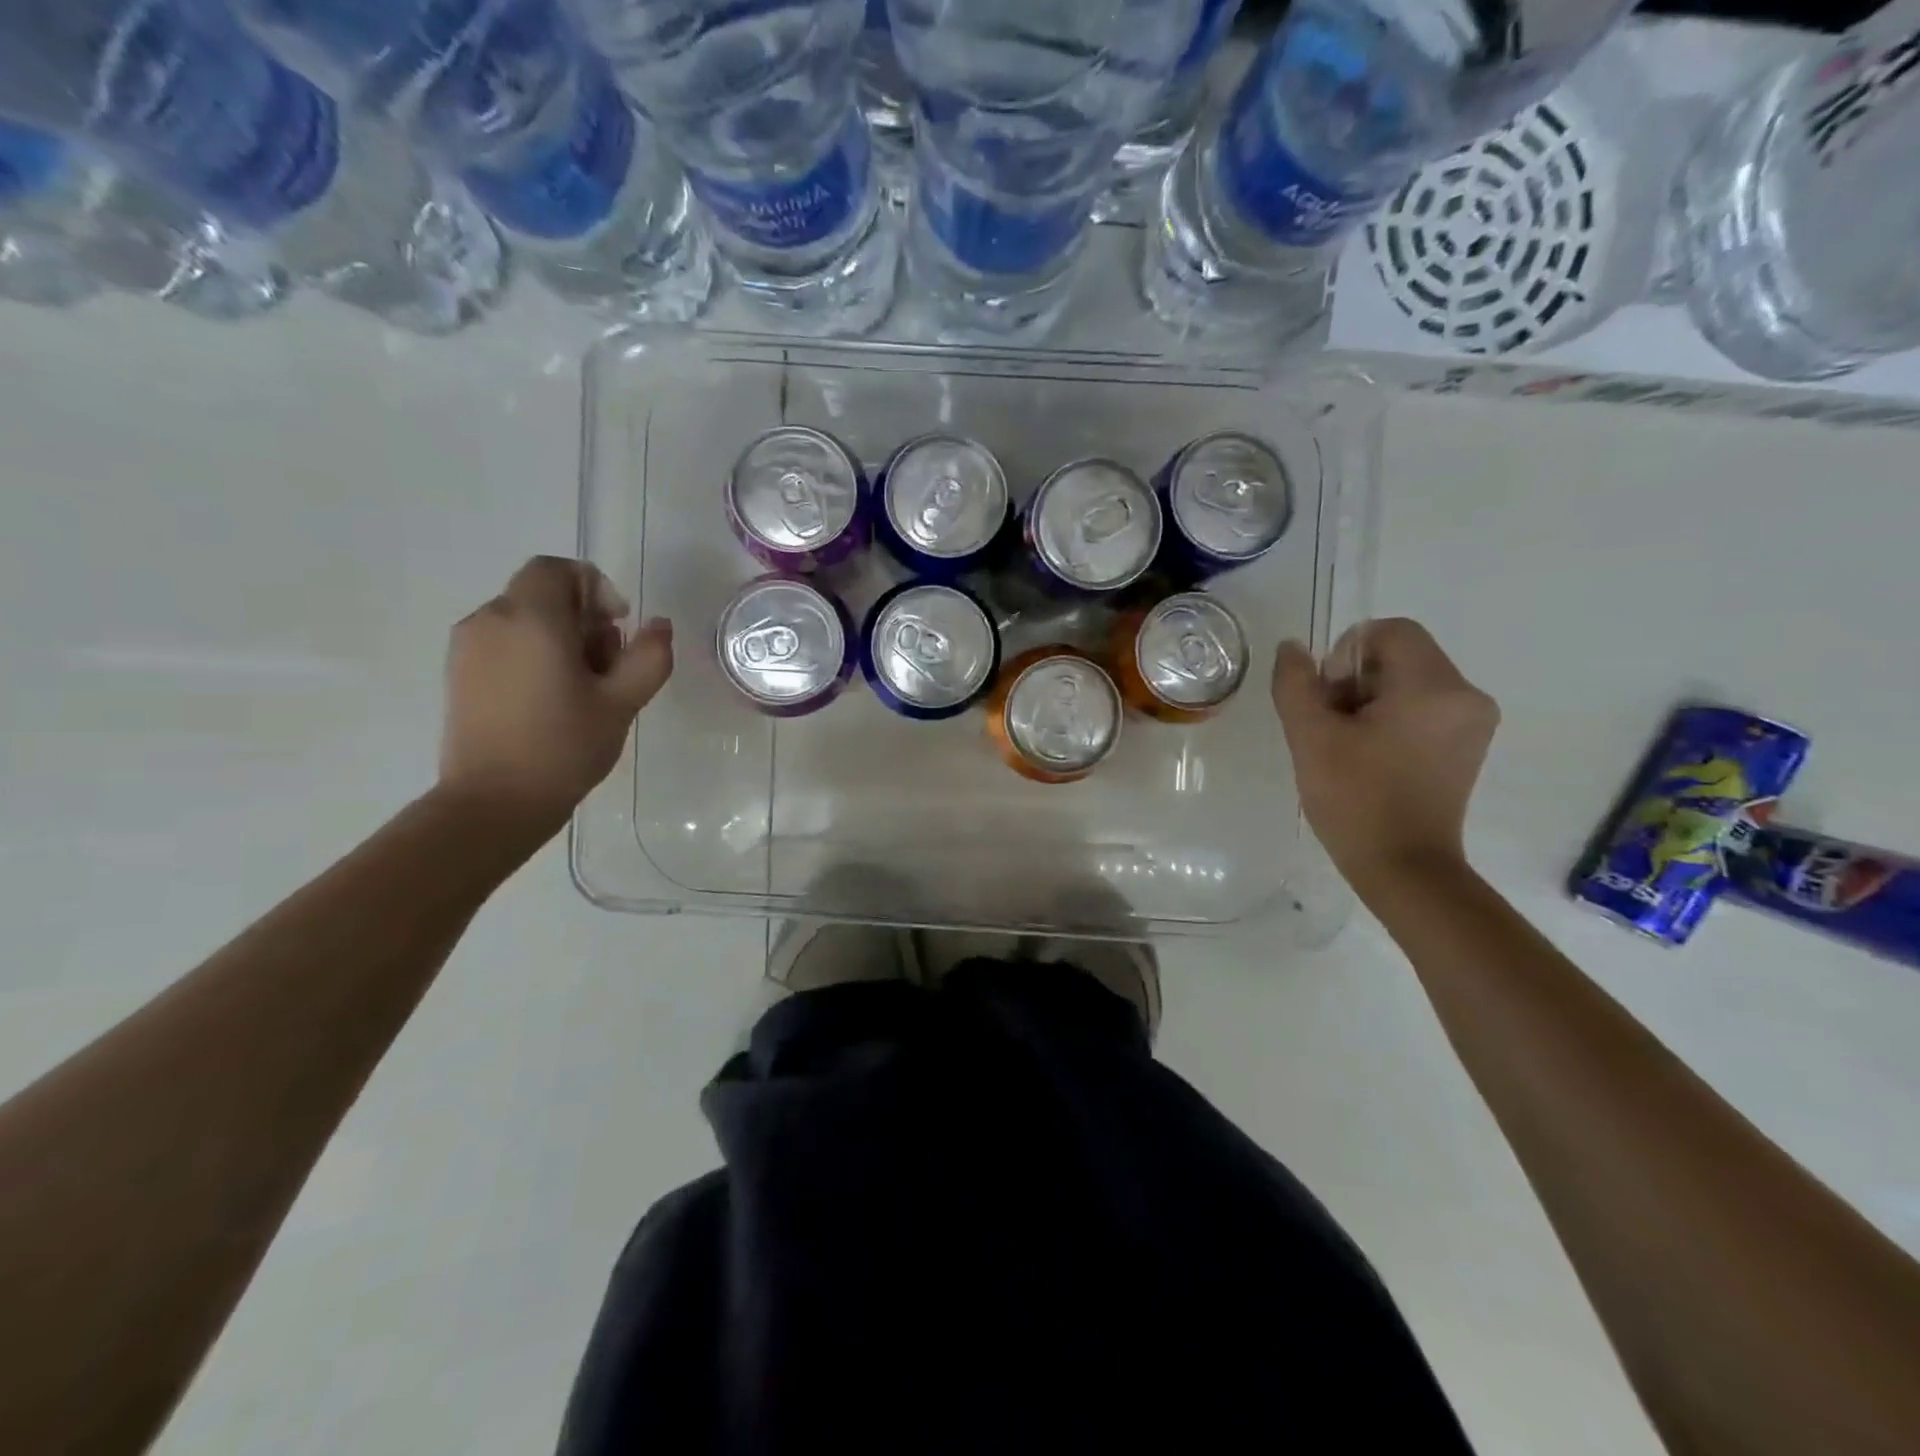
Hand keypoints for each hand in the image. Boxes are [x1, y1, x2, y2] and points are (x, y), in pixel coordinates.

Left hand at [438, 556, 672, 841]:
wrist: (494, 802)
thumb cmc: (563, 746)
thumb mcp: (622, 702)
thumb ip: (649, 656)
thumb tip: (660, 626)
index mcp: (531, 618)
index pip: (558, 569)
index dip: (595, 588)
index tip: (617, 627)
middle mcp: (491, 620)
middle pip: (543, 594)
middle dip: (583, 619)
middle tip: (608, 667)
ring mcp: (468, 647)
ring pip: (523, 619)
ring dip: (560, 638)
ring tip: (582, 689)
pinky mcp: (459, 673)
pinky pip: (504, 643)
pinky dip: (533, 655)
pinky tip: (551, 700)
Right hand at [1271, 617, 1498, 897]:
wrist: (1403, 868)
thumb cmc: (1355, 800)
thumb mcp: (1310, 737)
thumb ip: (1295, 683)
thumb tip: (1292, 647)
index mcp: (1434, 686)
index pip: (1388, 632)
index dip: (1345, 656)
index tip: (1329, 701)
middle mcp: (1466, 695)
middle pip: (1400, 655)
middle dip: (1355, 682)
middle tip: (1333, 729)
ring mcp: (1474, 722)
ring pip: (1409, 681)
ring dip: (1371, 701)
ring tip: (1350, 747)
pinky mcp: (1469, 745)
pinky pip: (1424, 707)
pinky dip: (1393, 719)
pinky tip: (1373, 757)